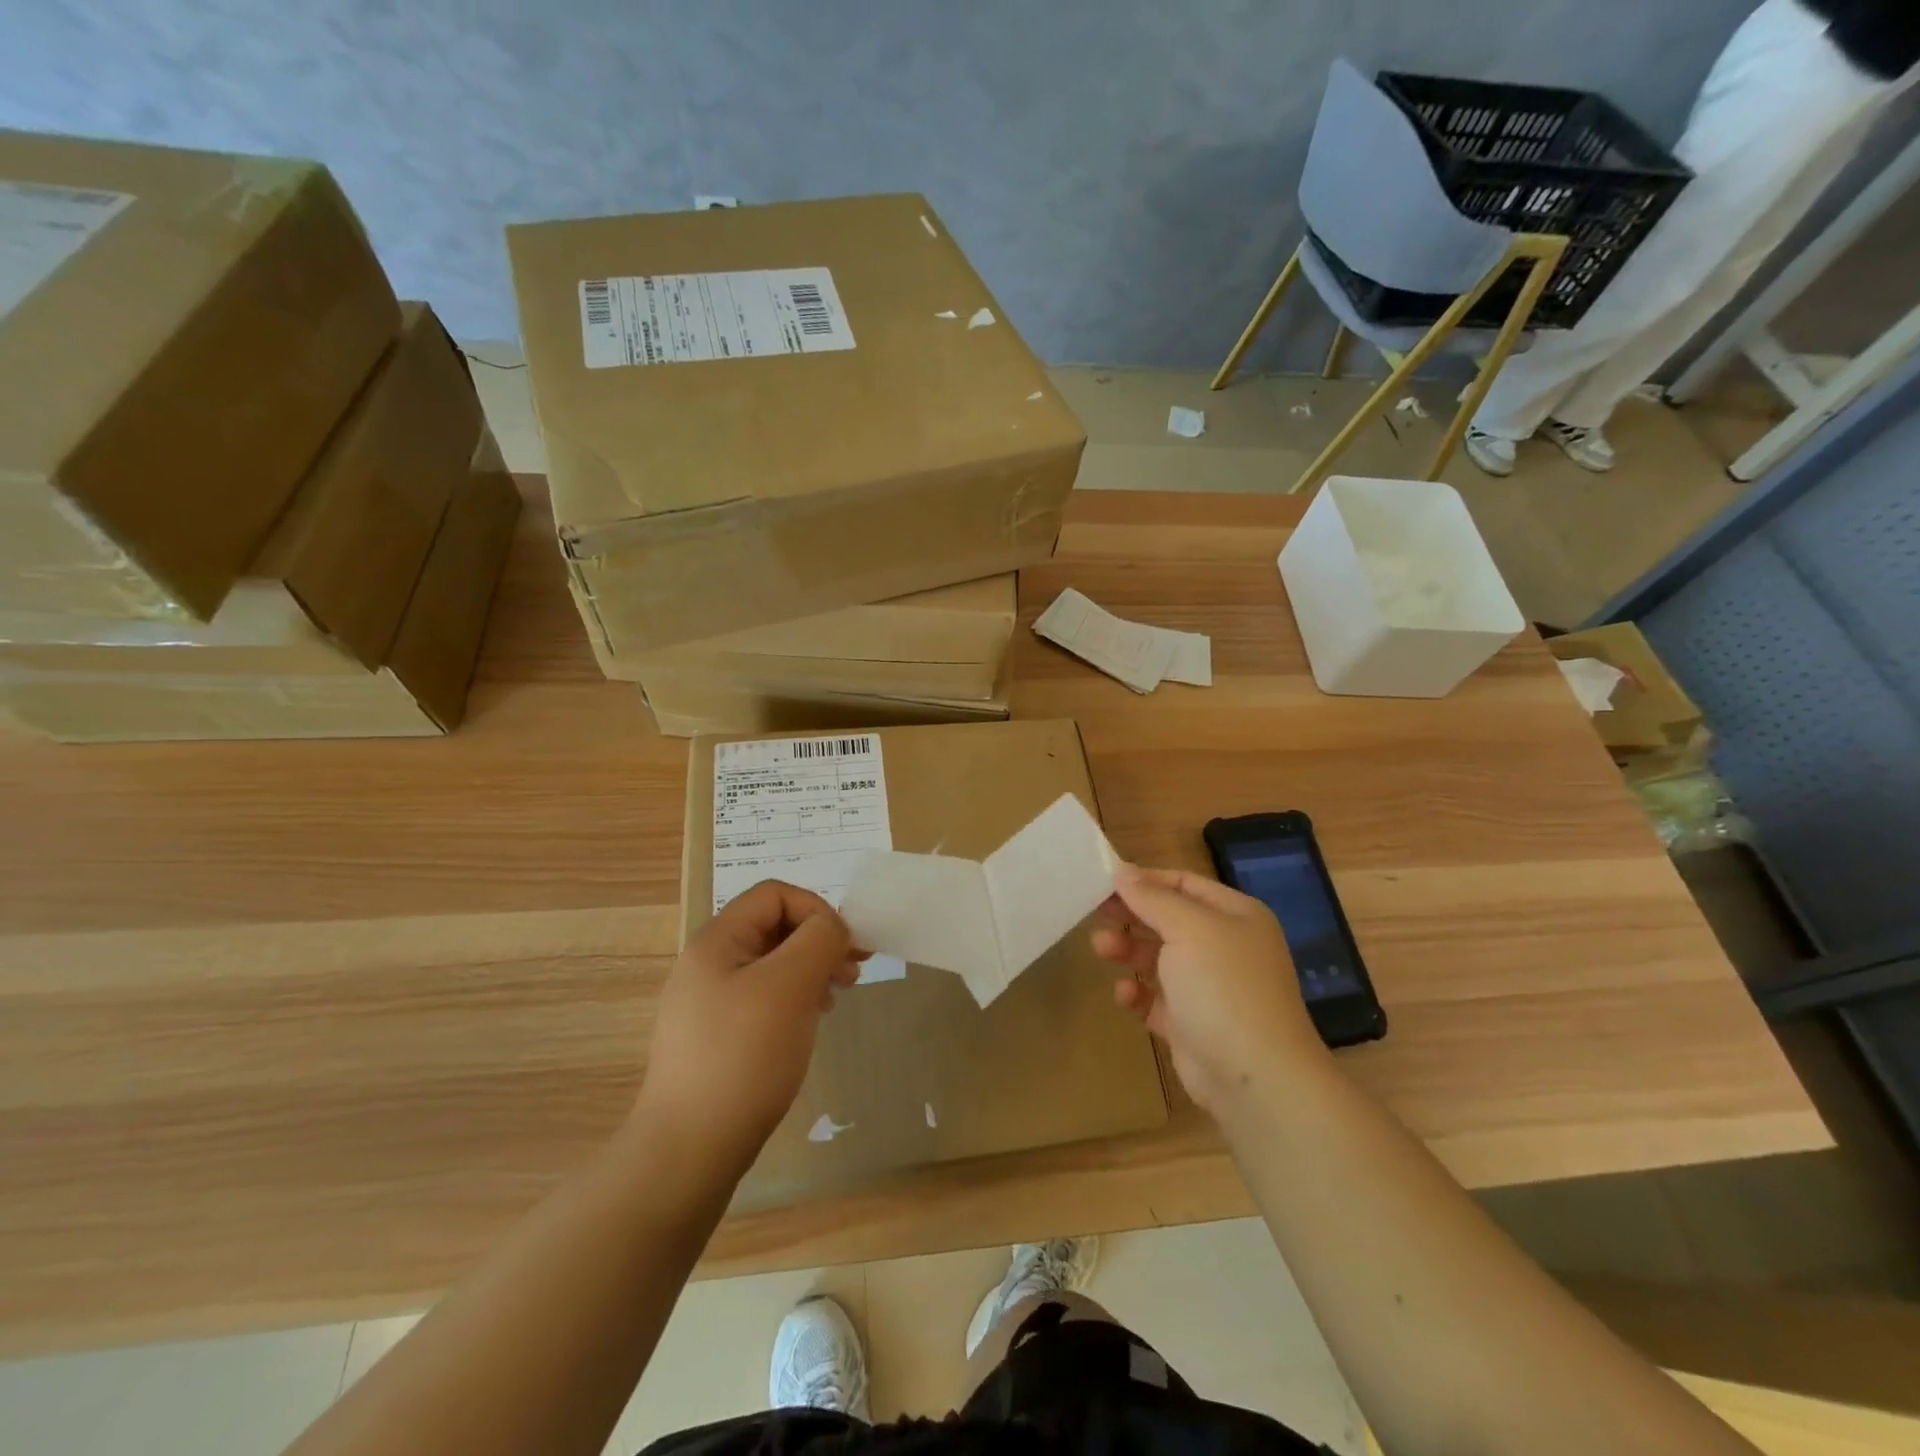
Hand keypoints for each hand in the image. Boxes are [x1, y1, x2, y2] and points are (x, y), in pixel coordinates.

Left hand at [633, 880, 859, 1175]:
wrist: (689, 1151)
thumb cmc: (743, 1057)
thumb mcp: (790, 986)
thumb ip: (820, 940)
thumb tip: (833, 927)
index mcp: (717, 940)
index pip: (775, 894)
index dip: (816, 909)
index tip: (845, 947)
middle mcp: (709, 962)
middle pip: (774, 926)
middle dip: (819, 940)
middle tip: (854, 970)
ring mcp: (710, 1001)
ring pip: (773, 963)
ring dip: (811, 969)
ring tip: (838, 995)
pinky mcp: (717, 1036)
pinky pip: (764, 997)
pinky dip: (795, 998)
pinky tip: (811, 1021)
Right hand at [1092, 864, 1327, 1114]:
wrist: (1255, 1077)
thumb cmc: (1224, 987)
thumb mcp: (1189, 929)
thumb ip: (1152, 898)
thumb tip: (1122, 870)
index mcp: (1235, 916)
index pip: (1183, 884)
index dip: (1144, 881)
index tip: (1104, 882)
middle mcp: (1224, 946)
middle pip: (1167, 919)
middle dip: (1131, 917)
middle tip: (1096, 915)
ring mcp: (1208, 987)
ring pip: (1157, 958)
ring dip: (1128, 951)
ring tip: (1102, 950)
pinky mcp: (1190, 1023)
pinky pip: (1155, 998)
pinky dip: (1136, 993)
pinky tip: (1124, 995)